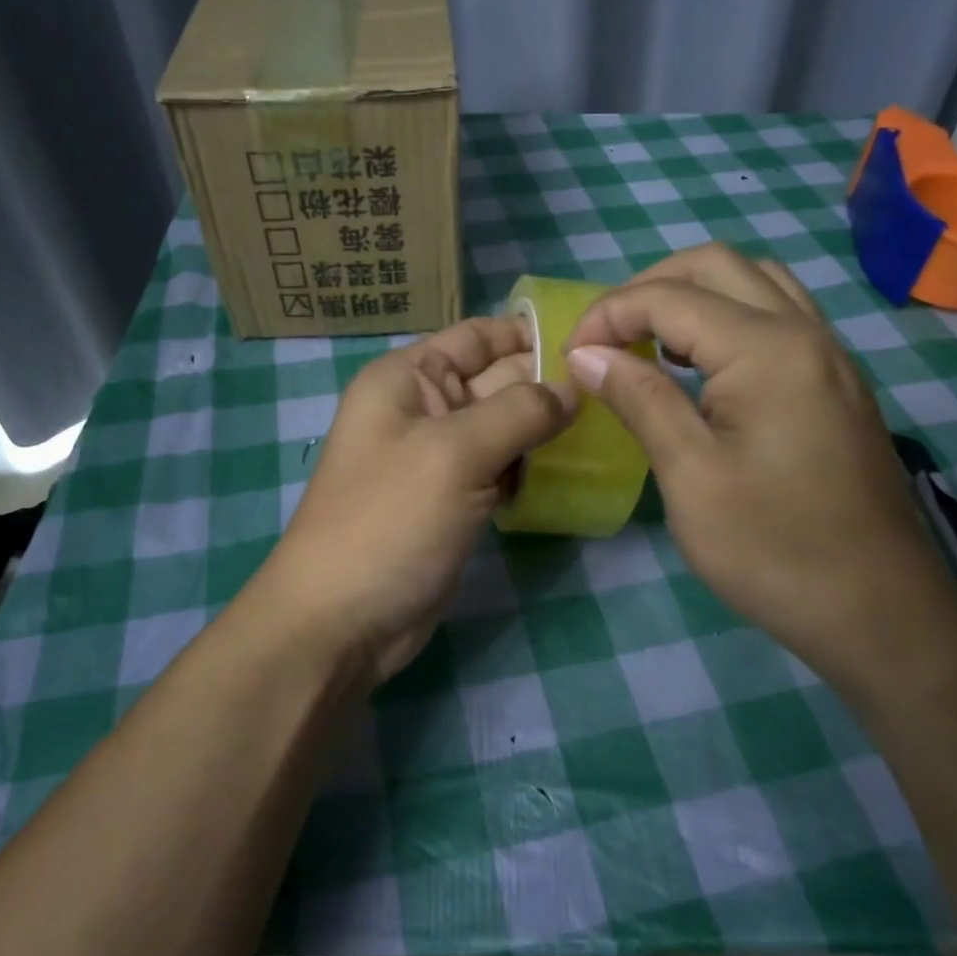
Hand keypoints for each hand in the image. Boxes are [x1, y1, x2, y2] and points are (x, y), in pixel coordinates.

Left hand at [258, 317, 575, 684]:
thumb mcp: (455, 454)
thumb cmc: (390, 521)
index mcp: (409, 378)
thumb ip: (519, 412)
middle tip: (615, 394)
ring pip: (505, 428)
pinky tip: (569, 473)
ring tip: (604, 431)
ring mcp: (439, 459)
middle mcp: (424, 409)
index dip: (531, 334)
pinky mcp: (455, 501)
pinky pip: (501, 469)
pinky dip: (530, 469)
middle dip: (549, 385)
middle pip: (498, 380)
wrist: (342, 622)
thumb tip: (574, 390)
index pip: (478, 336)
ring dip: (546, 430)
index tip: (595, 343)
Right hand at [563, 244, 956, 686]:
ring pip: (754, 281)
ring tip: (647, 342)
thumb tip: (587, 354)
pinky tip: (699, 367)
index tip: (569, 357)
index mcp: (767, 349)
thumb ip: (640, 399)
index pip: (669, 296)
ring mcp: (829, 354)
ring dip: (692, 294)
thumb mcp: (691, 477)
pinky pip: (778, 315)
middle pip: (716, 264)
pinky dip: (727, 317)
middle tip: (607, 337)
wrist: (881, 612)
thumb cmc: (774, 550)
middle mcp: (805, 331)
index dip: (608, 315)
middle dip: (648, 287)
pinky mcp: (836, 382)